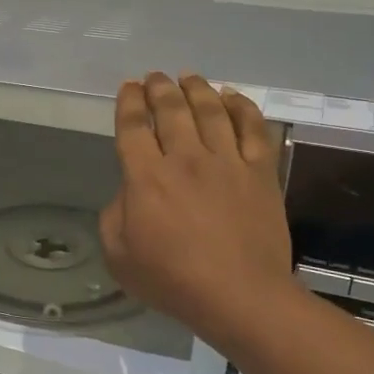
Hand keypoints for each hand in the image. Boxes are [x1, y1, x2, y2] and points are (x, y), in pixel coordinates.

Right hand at [99, 73, 297, 352]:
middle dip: (160, 88)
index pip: (133, 126)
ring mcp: (227, 162)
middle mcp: (185, 159)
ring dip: (197, 89)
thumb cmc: (173, 281)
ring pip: (211, 111)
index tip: (129, 88)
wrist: (240, 296)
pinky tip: (232, 97)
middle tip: (156, 77)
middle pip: (172, 109)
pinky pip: (252, 128)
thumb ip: (114, 216)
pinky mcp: (260, 172)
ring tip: (189, 78)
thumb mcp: (119, 256)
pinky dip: (242, 107)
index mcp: (146, 177)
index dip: (129, 102)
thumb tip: (127, 193)